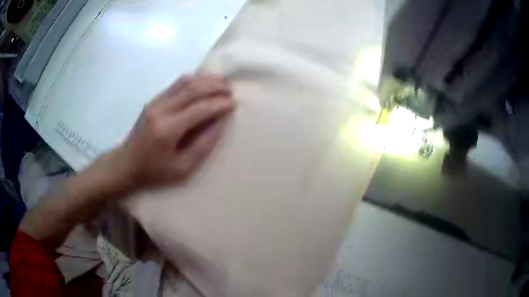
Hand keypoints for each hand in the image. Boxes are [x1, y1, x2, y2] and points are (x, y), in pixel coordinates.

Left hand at [95, 74, 234, 192]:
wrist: (126, 164)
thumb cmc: (154, 171)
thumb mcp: (182, 169)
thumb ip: (203, 145)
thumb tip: (220, 123)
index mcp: (167, 130)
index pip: (199, 109)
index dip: (219, 104)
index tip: (234, 103)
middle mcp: (161, 110)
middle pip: (193, 90)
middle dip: (215, 86)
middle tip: (231, 89)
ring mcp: (155, 103)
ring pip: (184, 82)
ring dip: (205, 79)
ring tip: (221, 81)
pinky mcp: (153, 101)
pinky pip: (176, 84)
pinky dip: (193, 80)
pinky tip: (203, 81)